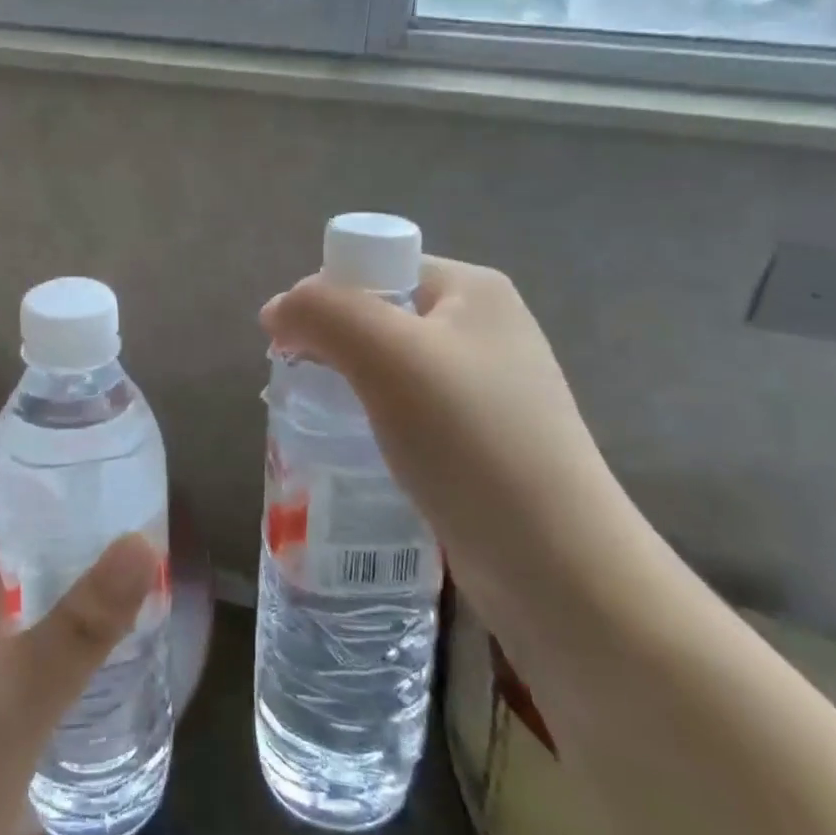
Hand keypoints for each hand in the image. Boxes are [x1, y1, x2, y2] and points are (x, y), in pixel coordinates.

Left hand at [0, 448, 155, 834]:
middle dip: (34, 496)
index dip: (15, 451)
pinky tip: (60, 616)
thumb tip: (145, 541)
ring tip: (92, 545)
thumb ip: (89, 617)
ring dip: (28, 544)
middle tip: (98, 500)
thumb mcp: (28, 692)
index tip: (74, 456)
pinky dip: (16, 588)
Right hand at [261, 258, 622, 613]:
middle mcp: (485, 328)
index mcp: (472, 289)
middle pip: (380, 316)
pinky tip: (360, 453)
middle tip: (305, 389)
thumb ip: (322, 312)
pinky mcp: (484, 441)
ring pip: (391, 369)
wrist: (559, 567)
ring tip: (324, 424)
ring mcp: (489, 388)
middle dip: (334, 346)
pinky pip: (410, 413)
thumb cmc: (470, 439)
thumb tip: (277, 310)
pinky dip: (377, 424)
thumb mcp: (386, 355)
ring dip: (350, 388)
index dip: (327, 297)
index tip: (296, 345)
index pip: (377, 267)